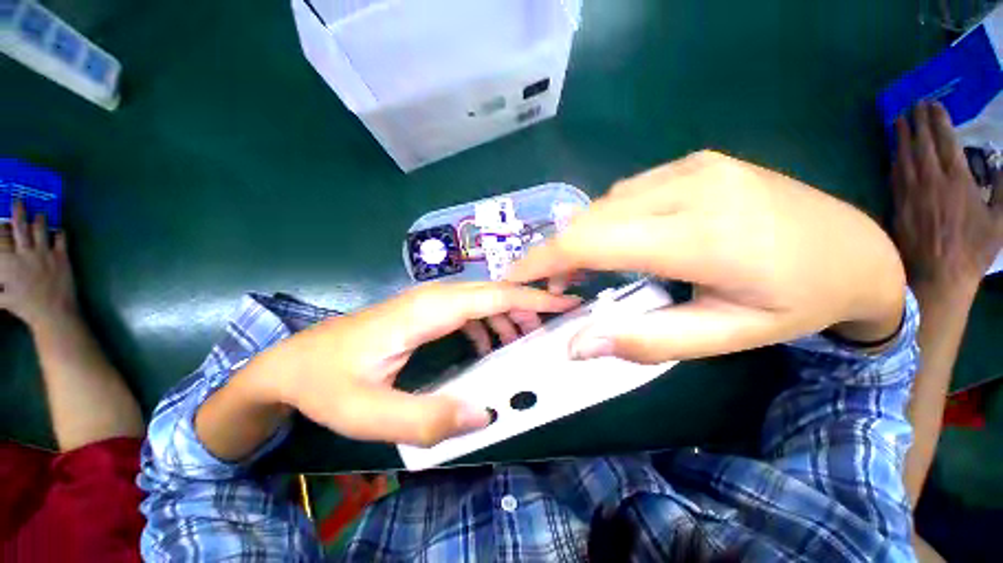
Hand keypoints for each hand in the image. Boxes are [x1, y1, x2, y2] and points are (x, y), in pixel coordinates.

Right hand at [0, 200, 76, 327]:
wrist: (53, 313)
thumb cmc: (25, 306)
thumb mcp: (2, 297)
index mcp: (8, 263)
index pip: (1, 237)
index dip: (0, 225)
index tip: (0, 217)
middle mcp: (25, 253)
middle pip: (20, 226)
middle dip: (18, 210)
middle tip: (18, 198)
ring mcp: (45, 254)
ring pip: (41, 228)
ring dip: (39, 219)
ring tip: (39, 212)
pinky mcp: (62, 257)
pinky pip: (61, 239)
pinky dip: (59, 232)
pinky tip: (59, 228)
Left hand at [263, 282, 579, 446]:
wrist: (292, 364)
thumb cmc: (328, 383)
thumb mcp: (370, 413)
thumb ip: (427, 419)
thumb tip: (483, 415)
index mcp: (427, 311)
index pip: (492, 296)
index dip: (531, 297)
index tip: (563, 302)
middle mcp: (432, 299)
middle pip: (492, 292)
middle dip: (527, 305)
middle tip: (551, 328)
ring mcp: (427, 304)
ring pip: (482, 299)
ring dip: (508, 315)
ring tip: (525, 340)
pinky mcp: (424, 314)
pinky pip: (468, 311)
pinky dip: (488, 323)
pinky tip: (491, 344)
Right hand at [507, 151, 905, 362]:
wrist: (856, 248)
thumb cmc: (795, 301)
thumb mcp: (724, 337)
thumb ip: (645, 341)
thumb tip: (578, 345)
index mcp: (701, 235)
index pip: (592, 242)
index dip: (543, 260)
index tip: (515, 277)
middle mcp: (690, 186)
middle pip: (590, 219)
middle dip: (558, 254)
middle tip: (556, 287)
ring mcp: (692, 166)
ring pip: (605, 204)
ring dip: (584, 238)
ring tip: (586, 270)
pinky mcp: (694, 161)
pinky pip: (627, 192)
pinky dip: (607, 220)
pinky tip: (623, 241)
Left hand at [893, 101, 1002, 300]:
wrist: (938, 274)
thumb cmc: (973, 249)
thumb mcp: (1000, 218)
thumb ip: (1002, 187)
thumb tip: (999, 160)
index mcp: (958, 180)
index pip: (946, 140)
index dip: (938, 121)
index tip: (933, 105)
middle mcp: (931, 181)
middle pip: (921, 144)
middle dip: (917, 121)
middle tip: (913, 104)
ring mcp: (910, 193)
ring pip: (903, 157)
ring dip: (901, 137)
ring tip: (898, 120)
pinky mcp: (896, 206)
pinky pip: (893, 176)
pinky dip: (894, 160)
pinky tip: (892, 152)